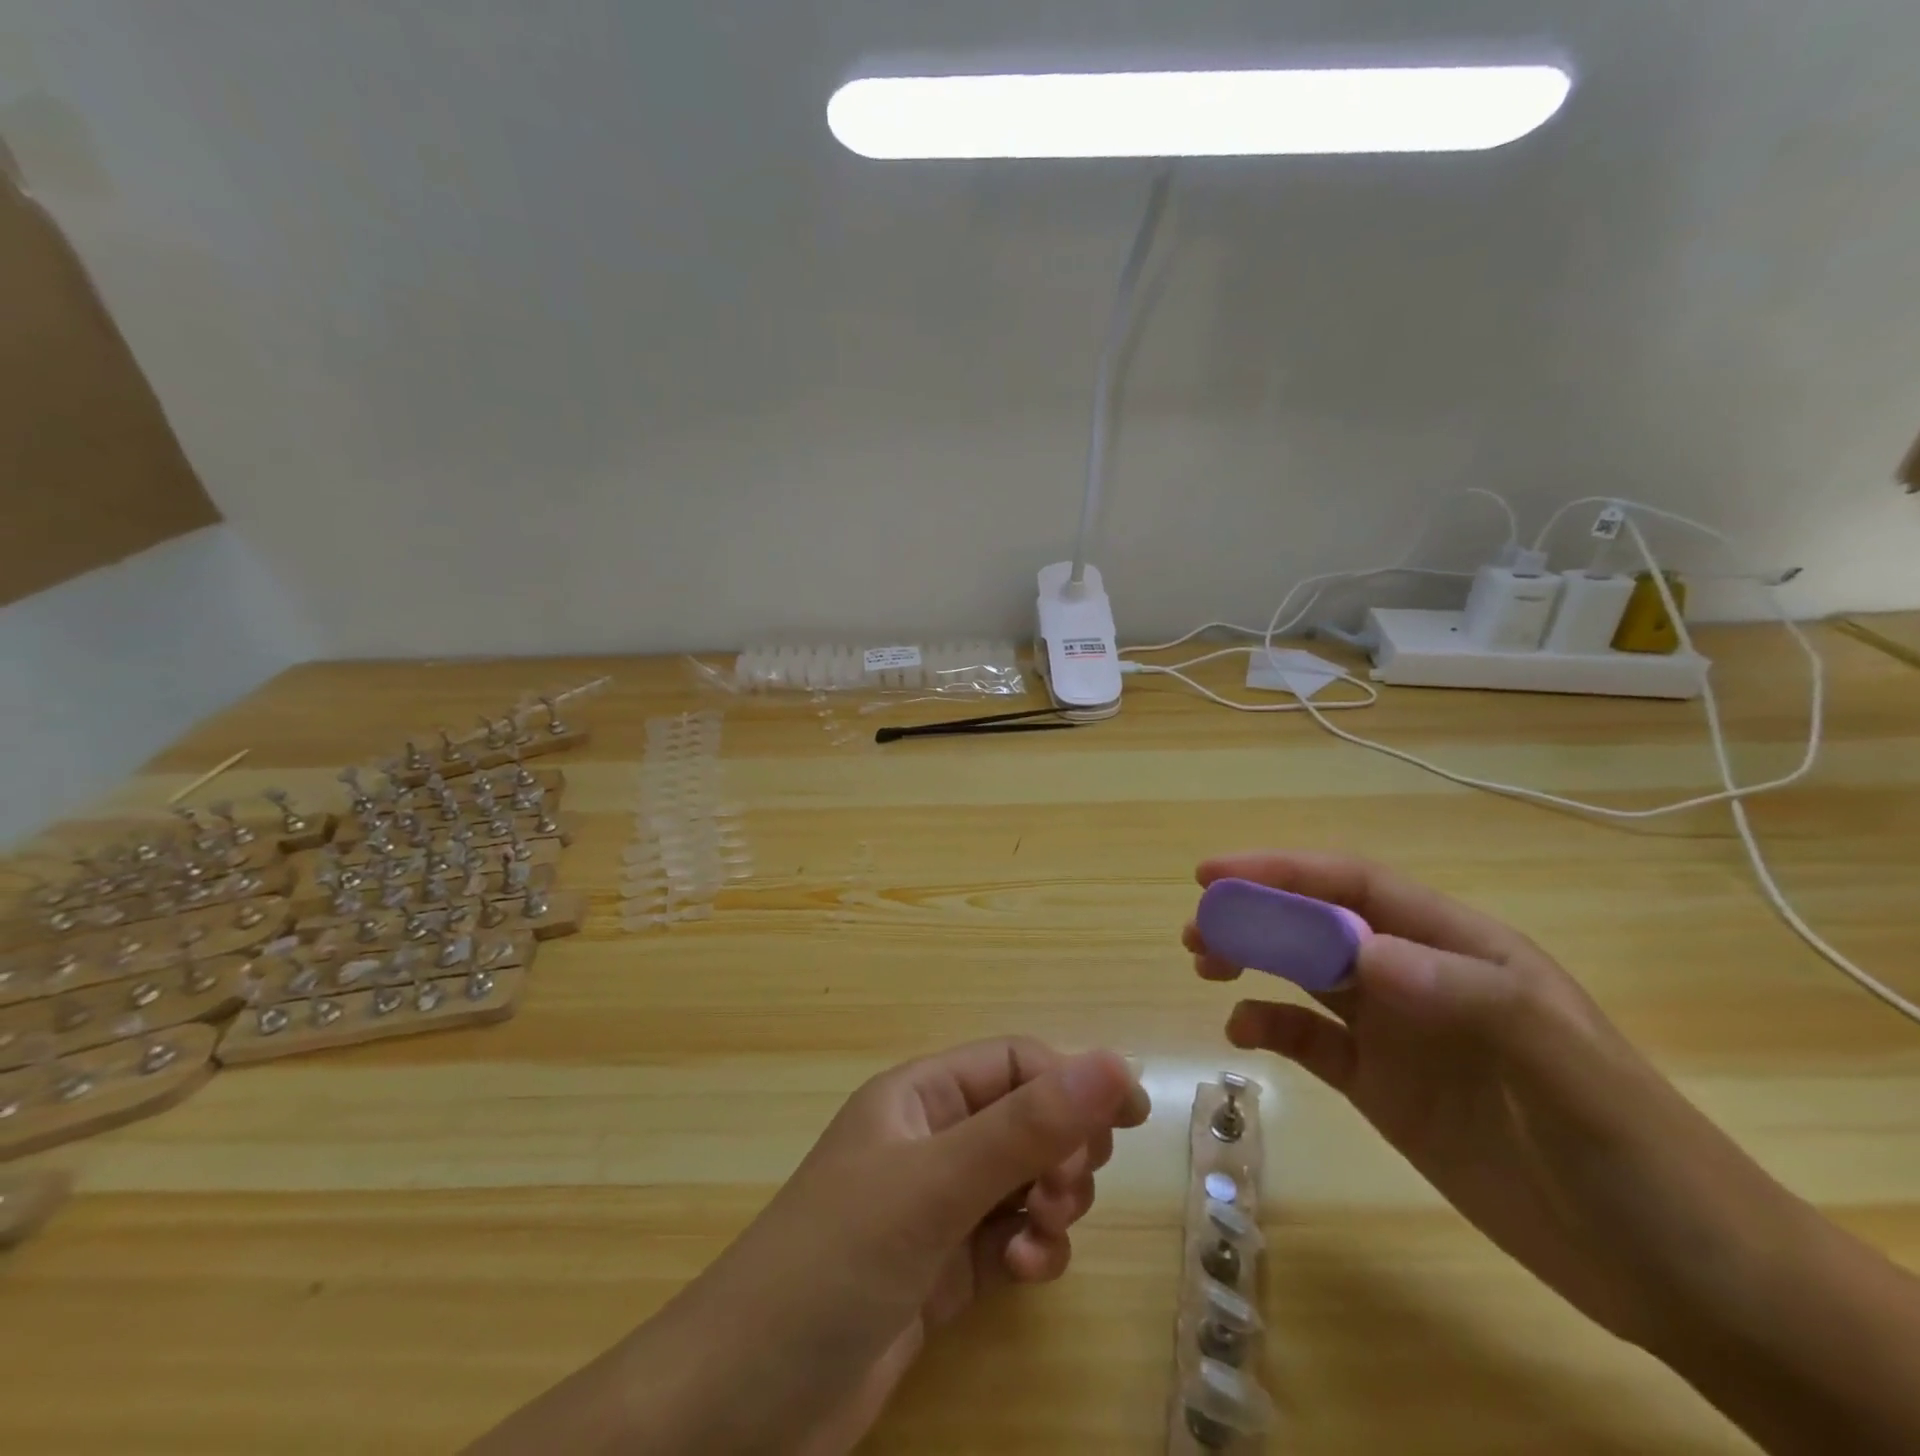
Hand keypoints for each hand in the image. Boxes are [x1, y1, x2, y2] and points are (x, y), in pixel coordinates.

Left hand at [465, 1039, 1147, 1455]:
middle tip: (1065, 1193)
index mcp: (920, 1095)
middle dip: (1061, 1151)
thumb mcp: (935, 1187)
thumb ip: (1027, 1127)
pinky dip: (1030, 1251)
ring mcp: (935, 1206)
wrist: (739, 1409)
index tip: (1127, 1121)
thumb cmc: (832, 1264)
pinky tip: (1024, 1277)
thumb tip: (1114, 1062)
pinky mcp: (941, 1269)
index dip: (1071, 1082)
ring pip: (1025, 1181)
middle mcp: (930, 1139)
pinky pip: (1010, 1237)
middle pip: (1028, 1119)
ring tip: (1038, 1242)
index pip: (1016, 1062)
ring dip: (1049, 1205)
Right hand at [1183, 851, 1800, 1349]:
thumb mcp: (1569, 1072)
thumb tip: (1359, 954)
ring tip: (1204, 962)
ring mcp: (1399, 1033)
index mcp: (1461, 948)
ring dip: (1253, 959)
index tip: (1217, 876)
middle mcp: (1420, 976)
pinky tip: (1242, 1033)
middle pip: (1320, 923)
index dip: (1285, 871)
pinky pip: (1311, 1041)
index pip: (1357, 887)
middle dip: (1256, 914)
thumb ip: (1471, 999)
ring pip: (1306, 973)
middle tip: (1198, 927)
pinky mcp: (1384, 1086)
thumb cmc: (1638, 1157)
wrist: (1684, 1279)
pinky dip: (1270, 1027)